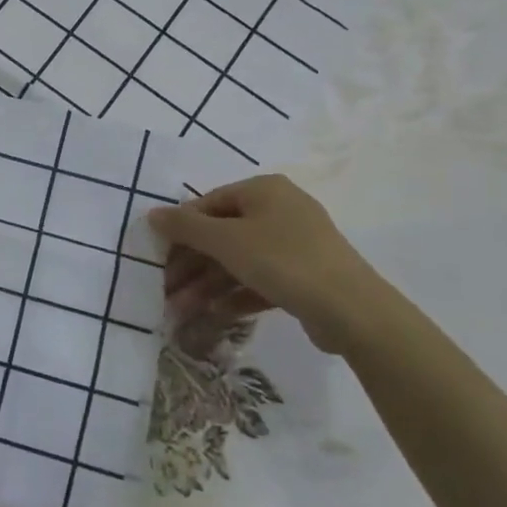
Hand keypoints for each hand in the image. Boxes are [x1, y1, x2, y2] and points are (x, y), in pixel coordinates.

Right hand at [148, 174, 394, 354]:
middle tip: (165, 291)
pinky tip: (214, 316)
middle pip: (222, 235)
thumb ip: (186, 227)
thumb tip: (152, 214)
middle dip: (191, 265)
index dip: (180, 230)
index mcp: (263, 190)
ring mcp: (295, 245)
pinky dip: (235, 295)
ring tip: (182, 311)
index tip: (156, 257)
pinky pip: (260, 280)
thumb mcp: (227, 241)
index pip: (208, 204)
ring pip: (239, 261)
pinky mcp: (305, 277)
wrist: (353, 311)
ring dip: (207, 285)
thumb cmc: (283, 261)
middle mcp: (280, 210)